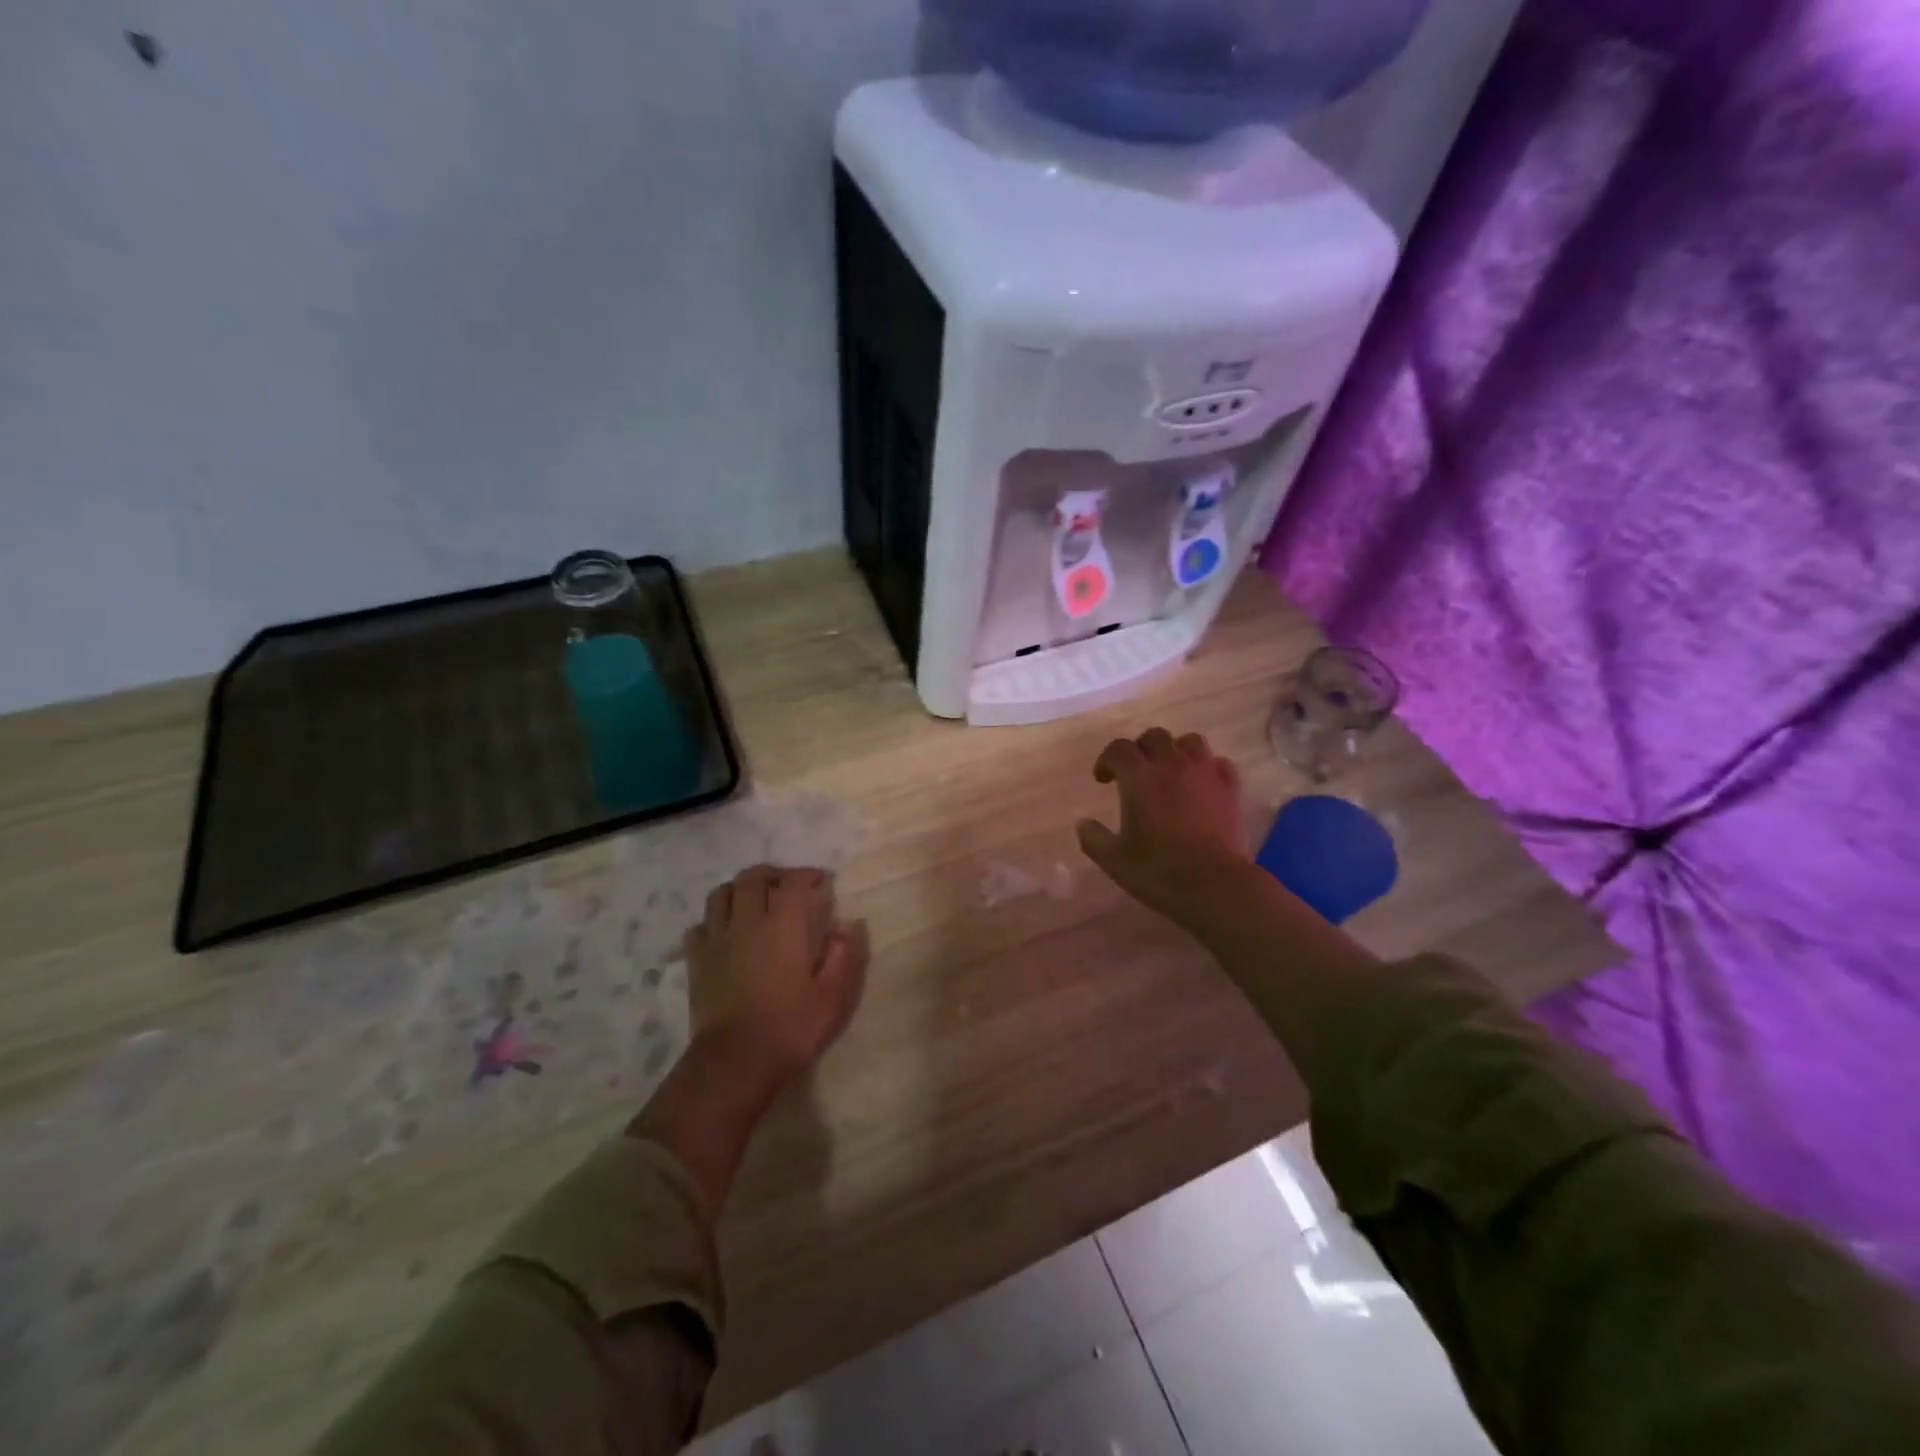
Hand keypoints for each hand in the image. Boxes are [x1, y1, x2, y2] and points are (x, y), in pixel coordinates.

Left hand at [685, 865, 868, 1094]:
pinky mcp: (697, 961)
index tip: (822, 882)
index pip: (794, 882)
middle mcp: (747, 921)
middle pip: (753, 877)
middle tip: (788, 887)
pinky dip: (714, 921)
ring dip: (740, 890)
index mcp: (784, 925)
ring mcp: (717, 939)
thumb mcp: (834, 996)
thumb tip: (848, 926)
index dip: (809, 875)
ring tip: (754, 903)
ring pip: (721, 894)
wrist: (735, 1061)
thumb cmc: (791, 1027)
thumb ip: (845, 956)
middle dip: (773, 874)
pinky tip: (726, 934)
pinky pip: (700, 926)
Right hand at [1076, 729, 1250, 925]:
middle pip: (1154, 736)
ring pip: (1190, 741)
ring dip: (1176, 751)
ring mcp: (1205, 773)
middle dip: (1141, 749)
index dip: (1107, 759)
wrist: (1215, 885)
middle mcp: (1171, 765)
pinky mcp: (1230, 788)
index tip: (1103, 779)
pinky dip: (1207, 768)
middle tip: (1136, 772)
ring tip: (1171, 771)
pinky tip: (1202, 785)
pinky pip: (1218, 763)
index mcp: (1139, 777)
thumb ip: (1094, 838)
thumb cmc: (1159, 871)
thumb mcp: (1114, 860)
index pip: (1118, 749)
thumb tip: (1082, 823)